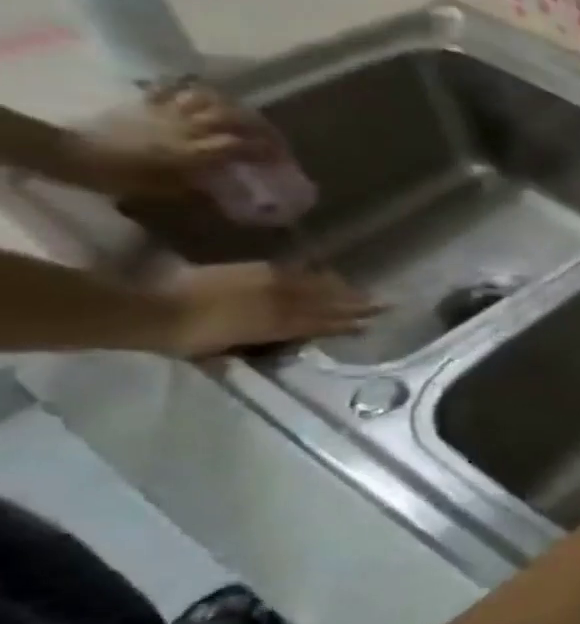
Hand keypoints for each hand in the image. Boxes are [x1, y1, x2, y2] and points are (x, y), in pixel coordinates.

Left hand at [68, 84, 277, 199]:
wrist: (73, 154)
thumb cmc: (122, 177)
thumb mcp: (168, 191)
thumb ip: (202, 186)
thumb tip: (229, 189)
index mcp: (196, 151)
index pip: (244, 145)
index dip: (269, 151)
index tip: (284, 160)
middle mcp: (189, 127)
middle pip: (235, 118)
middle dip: (261, 127)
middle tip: (273, 138)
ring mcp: (168, 112)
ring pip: (211, 99)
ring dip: (233, 106)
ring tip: (245, 116)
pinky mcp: (148, 104)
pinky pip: (175, 88)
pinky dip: (193, 88)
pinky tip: (205, 95)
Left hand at [154, 263, 380, 358]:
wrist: (150, 310)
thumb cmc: (183, 340)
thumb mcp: (220, 351)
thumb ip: (251, 346)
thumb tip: (271, 346)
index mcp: (276, 327)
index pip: (322, 324)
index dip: (347, 325)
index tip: (371, 325)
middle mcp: (280, 304)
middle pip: (326, 304)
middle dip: (356, 304)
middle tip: (385, 303)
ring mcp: (266, 285)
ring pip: (314, 286)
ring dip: (339, 288)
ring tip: (359, 289)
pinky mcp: (251, 271)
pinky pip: (290, 272)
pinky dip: (309, 274)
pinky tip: (319, 273)